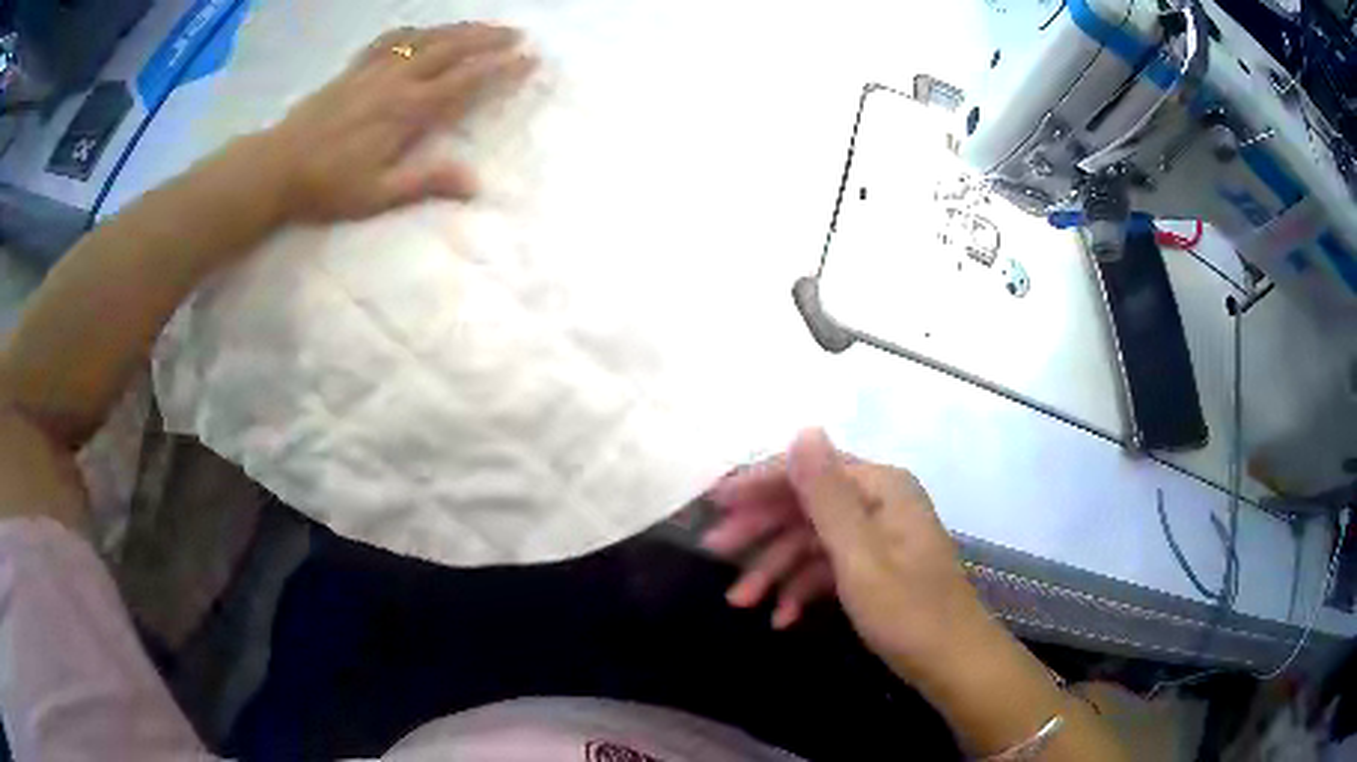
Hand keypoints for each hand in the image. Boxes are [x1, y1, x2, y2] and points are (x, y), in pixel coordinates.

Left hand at [260, 23, 535, 221]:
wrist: (276, 167)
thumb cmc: (326, 186)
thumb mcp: (377, 195)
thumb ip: (426, 183)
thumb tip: (476, 183)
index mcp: (407, 111)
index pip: (465, 81)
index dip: (500, 68)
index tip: (529, 59)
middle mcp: (396, 80)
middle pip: (451, 49)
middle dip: (488, 39)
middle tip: (518, 34)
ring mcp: (374, 70)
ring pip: (426, 38)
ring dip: (459, 29)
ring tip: (484, 27)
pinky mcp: (354, 69)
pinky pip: (390, 39)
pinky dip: (415, 30)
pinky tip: (424, 30)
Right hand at [705, 429, 989, 680]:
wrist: (954, 664)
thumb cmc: (908, 613)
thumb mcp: (860, 557)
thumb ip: (827, 495)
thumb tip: (803, 429)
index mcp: (881, 487)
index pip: (810, 469)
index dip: (759, 483)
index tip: (714, 503)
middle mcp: (880, 502)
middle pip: (807, 505)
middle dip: (760, 532)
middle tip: (714, 551)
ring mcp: (879, 536)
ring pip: (813, 541)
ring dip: (775, 570)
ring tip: (740, 601)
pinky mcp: (877, 567)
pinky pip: (829, 567)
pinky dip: (802, 589)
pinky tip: (781, 617)